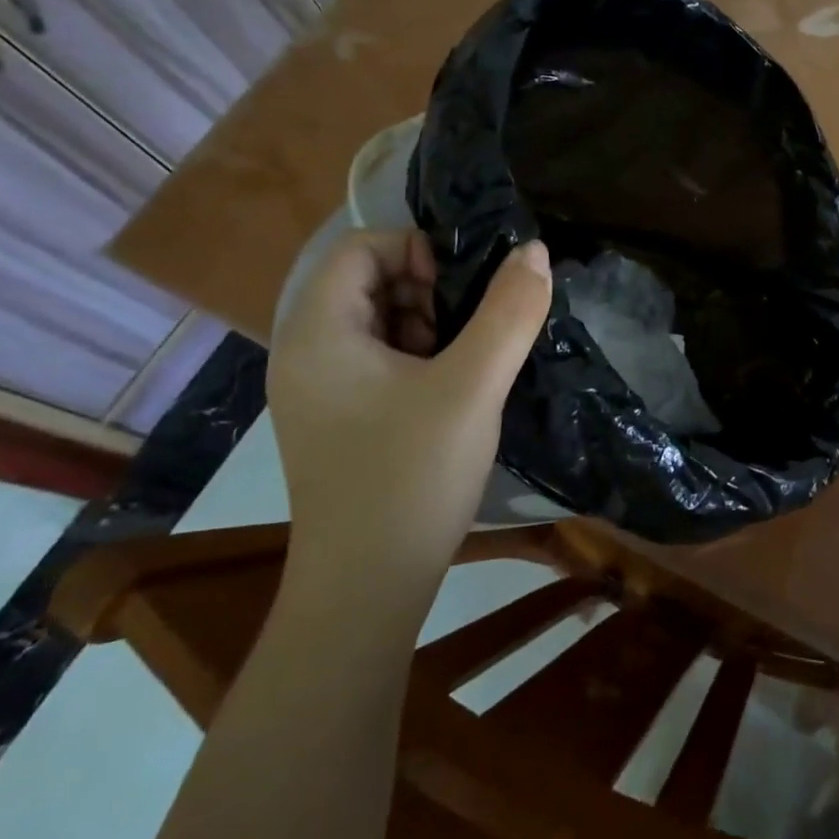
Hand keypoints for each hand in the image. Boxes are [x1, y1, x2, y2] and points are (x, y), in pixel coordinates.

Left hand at [267, 228, 551, 592]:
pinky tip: (451, 393)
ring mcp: (318, 390)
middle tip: (470, 330)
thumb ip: (509, 312)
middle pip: (368, 281)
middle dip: (428, 291)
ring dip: (428, 325)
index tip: (463, 292)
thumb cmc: (411, 477)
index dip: (418, 252)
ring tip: (467, 363)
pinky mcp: (337, 420)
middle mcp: (305, 352)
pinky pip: (377, 360)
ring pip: (378, 321)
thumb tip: (533, 250)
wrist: (366, 591)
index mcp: (318, 331)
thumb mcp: (473, 386)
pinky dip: (418, 358)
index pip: (362, 247)